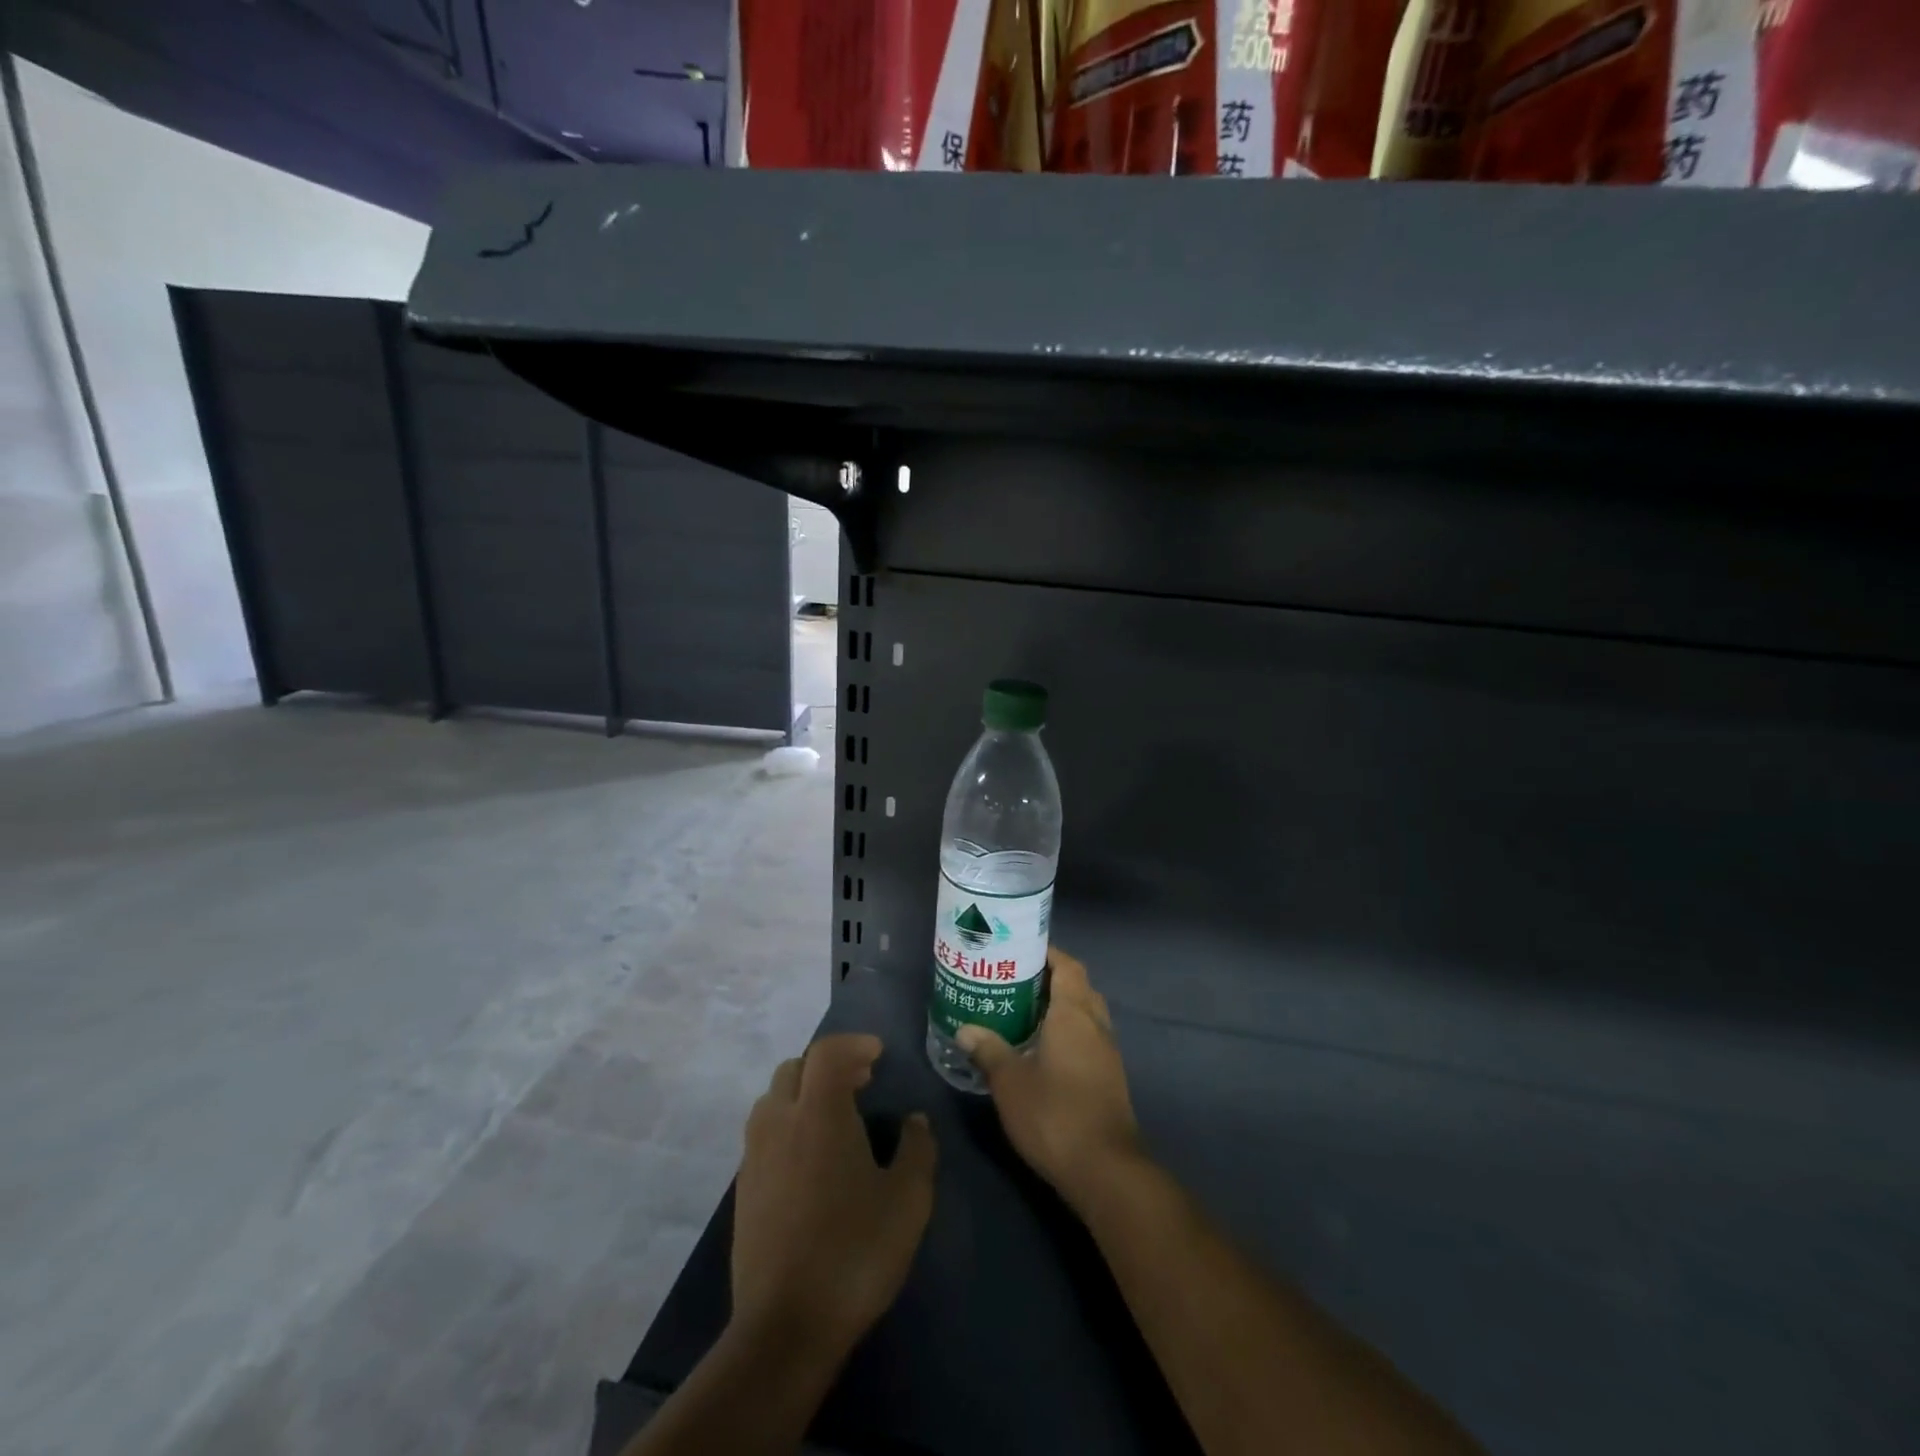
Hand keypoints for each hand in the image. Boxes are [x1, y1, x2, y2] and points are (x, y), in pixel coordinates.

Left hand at [731, 1033, 937, 1362]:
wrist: (784, 1327)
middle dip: (828, 1065)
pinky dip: (788, 1125)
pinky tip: (811, 1159)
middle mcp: (780, 1121)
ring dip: (803, 1093)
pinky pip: (764, 1133)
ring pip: (773, 1099)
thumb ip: (917, 1149)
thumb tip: (914, 1120)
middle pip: (795, 1068)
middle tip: (860, 1082)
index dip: (854, 1044)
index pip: (828, 1051)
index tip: (878, 1055)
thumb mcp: (907, 1200)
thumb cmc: (854, 1252)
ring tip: (835, 1117)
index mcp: (819, 1112)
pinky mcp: (742, 1189)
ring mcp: (754, 1156)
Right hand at [956, 948, 1141, 1216]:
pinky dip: (1068, 1032)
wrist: (1105, 1169)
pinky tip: (1042, 1050)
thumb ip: (988, 1051)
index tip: (1019, 950)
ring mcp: (1108, 1052)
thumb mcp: (1010, 1082)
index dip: (1047, 953)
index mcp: (1074, 1012)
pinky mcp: (1110, 1077)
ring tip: (1023, 1012)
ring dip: (1061, 1007)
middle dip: (1050, 978)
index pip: (1067, 965)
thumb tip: (965, 1029)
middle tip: (1014, 981)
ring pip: (1086, 1013)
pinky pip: (1089, 1037)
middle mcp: (1096, 1024)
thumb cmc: (1054, 1114)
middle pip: (1078, 986)